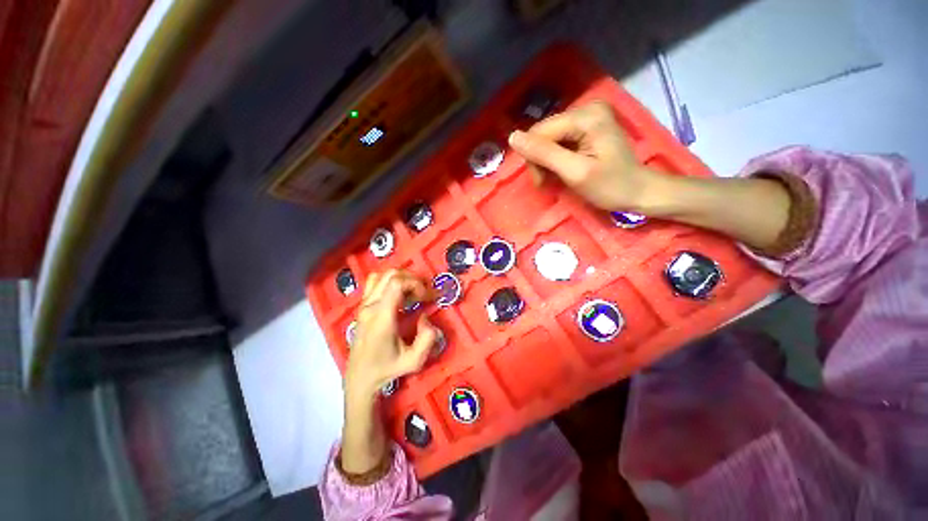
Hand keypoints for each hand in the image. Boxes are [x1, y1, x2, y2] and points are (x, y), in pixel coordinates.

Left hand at [345, 270, 437, 401]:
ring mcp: (363, 304)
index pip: (397, 283)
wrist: (360, 377)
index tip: (427, 297)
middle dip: (413, 280)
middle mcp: (370, 306)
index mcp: (381, 317)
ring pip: (383, 275)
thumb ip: (427, 339)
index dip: (416, 284)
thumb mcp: (414, 361)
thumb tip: (425, 316)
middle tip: (423, 295)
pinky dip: (390, 282)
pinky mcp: (362, 305)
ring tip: (412, 293)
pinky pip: (375, 282)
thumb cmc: (387, 368)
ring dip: (402, 279)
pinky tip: (398, 295)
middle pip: (391, 275)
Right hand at [508, 100, 662, 211]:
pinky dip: (556, 158)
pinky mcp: (588, 126)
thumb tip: (512, 137)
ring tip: (555, 178)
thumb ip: (544, 154)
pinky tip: (563, 169)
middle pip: (544, 133)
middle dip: (540, 160)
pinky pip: (559, 140)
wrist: (638, 191)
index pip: (540, 132)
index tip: (541, 182)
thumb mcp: (574, 172)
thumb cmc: (609, 186)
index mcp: (585, 116)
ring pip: (549, 138)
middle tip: (547, 182)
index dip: (533, 158)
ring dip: (546, 161)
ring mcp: (588, 116)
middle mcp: (586, 108)